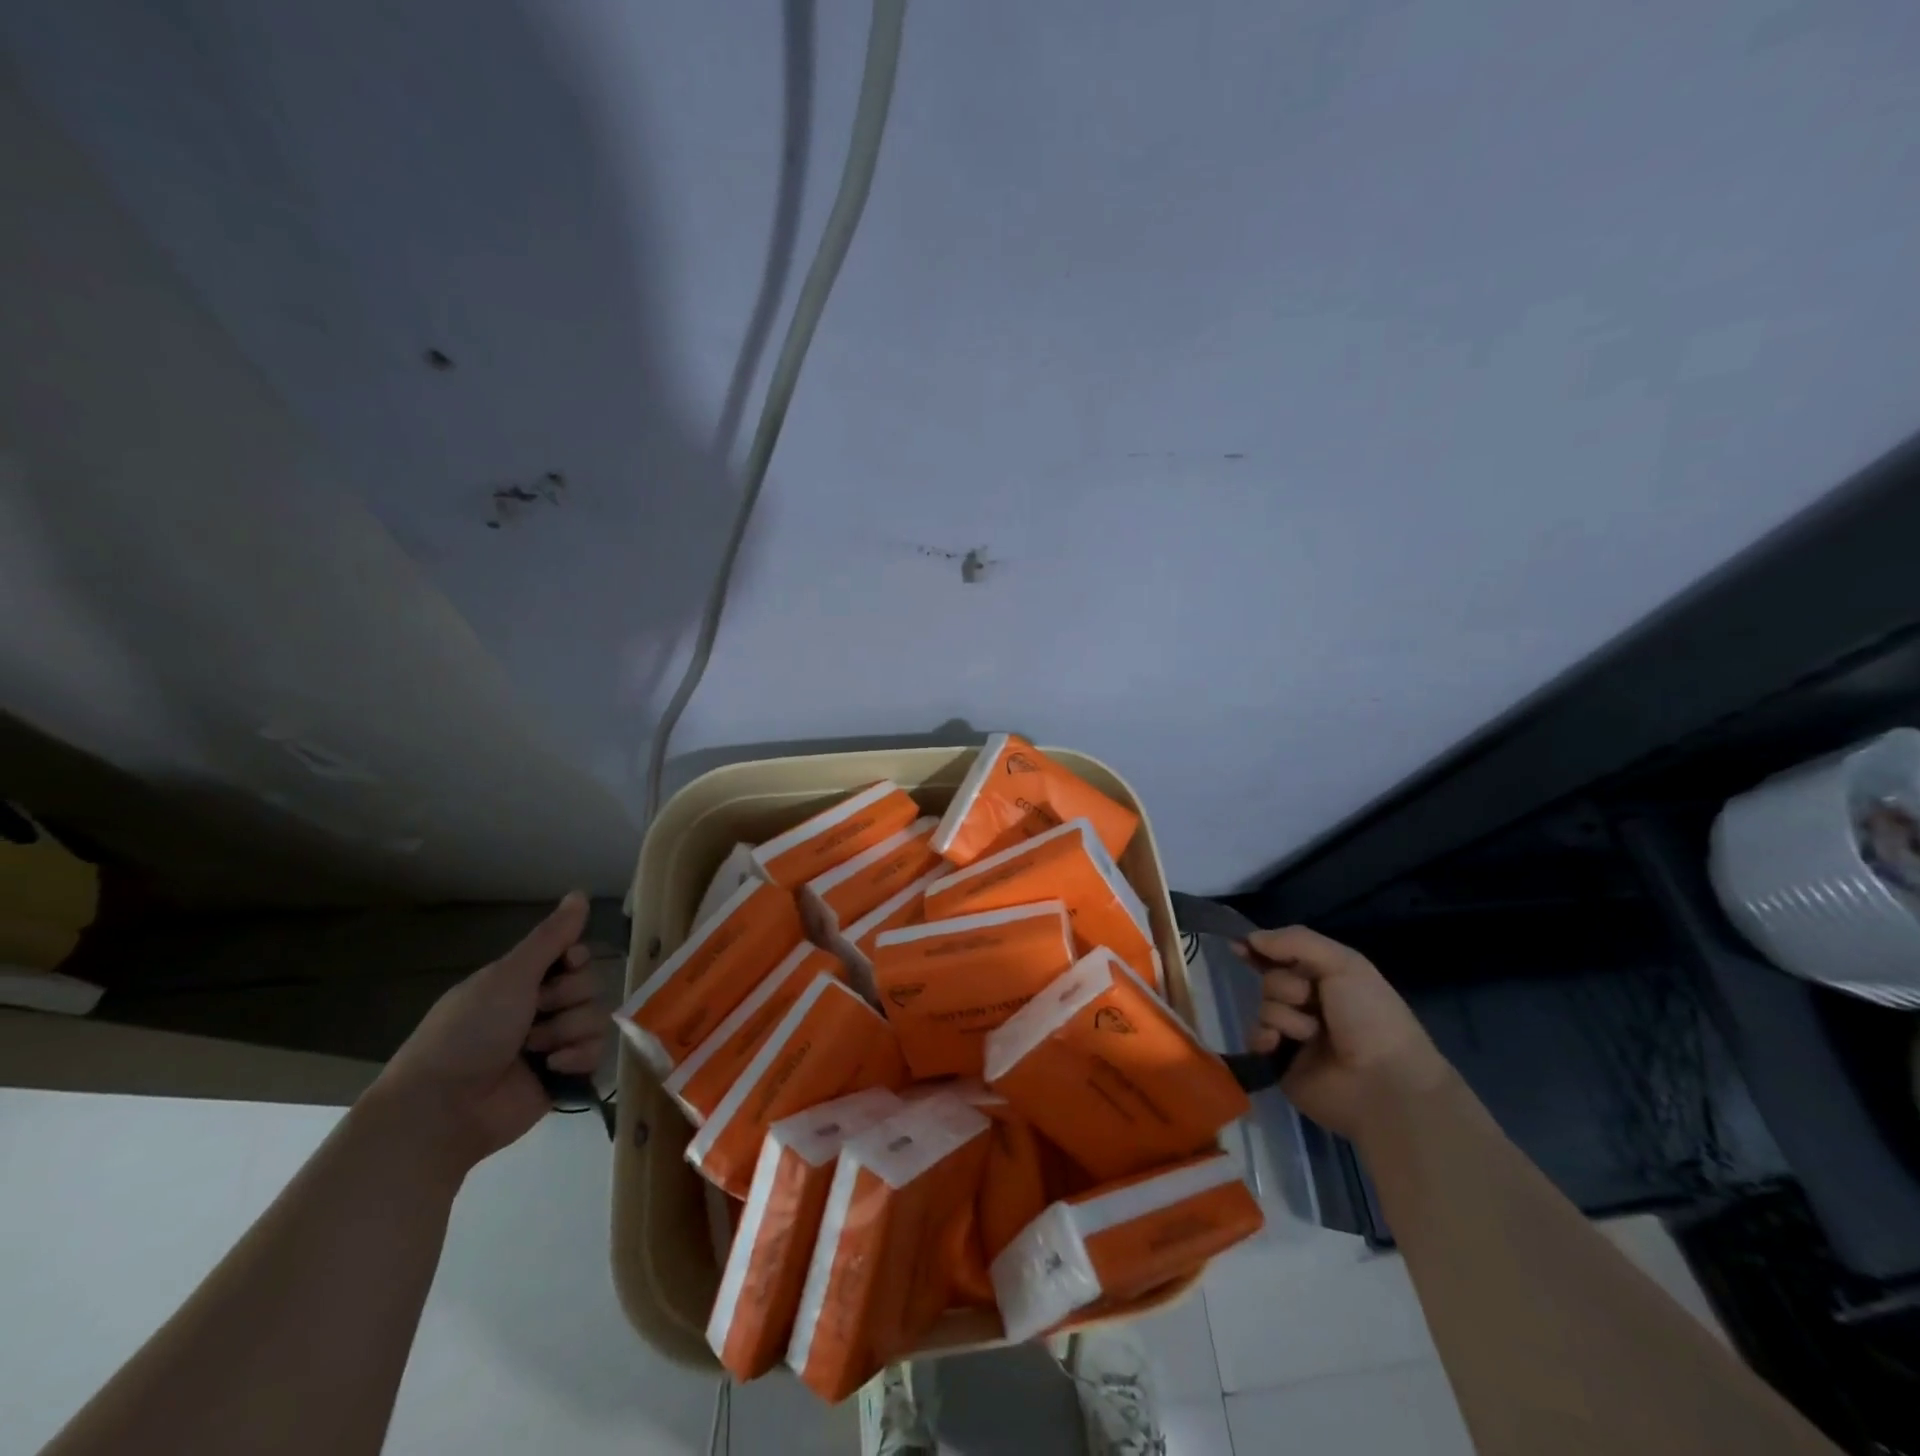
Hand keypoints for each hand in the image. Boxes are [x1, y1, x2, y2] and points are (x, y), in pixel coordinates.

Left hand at [369, 892, 607, 1174]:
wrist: (444, 1109)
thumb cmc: (468, 1032)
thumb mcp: (509, 976)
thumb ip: (550, 937)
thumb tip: (580, 892)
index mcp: (522, 981)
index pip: (574, 955)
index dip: (576, 959)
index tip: (566, 964)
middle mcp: (540, 1008)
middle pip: (590, 985)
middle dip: (568, 998)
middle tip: (535, 1013)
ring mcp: (553, 1042)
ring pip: (596, 1017)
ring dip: (568, 1031)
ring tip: (535, 1050)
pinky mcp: (564, 1075)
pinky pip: (597, 1053)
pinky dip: (577, 1058)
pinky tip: (552, 1068)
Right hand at [1232, 926, 1450, 1142]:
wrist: (1382, 1085)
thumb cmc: (1370, 1017)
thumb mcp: (1344, 964)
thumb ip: (1295, 941)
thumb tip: (1250, 938)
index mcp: (1328, 978)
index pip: (1285, 955)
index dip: (1262, 949)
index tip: (1240, 946)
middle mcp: (1310, 1003)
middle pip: (1271, 978)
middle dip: (1285, 986)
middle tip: (1309, 1001)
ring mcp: (1294, 1033)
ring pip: (1264, 1006)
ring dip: (1284, 1016)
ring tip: (1310, 1035)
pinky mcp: (1280, 1061)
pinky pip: (1255, 1037)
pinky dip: (1264, 1037)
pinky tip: (1277, 1044)